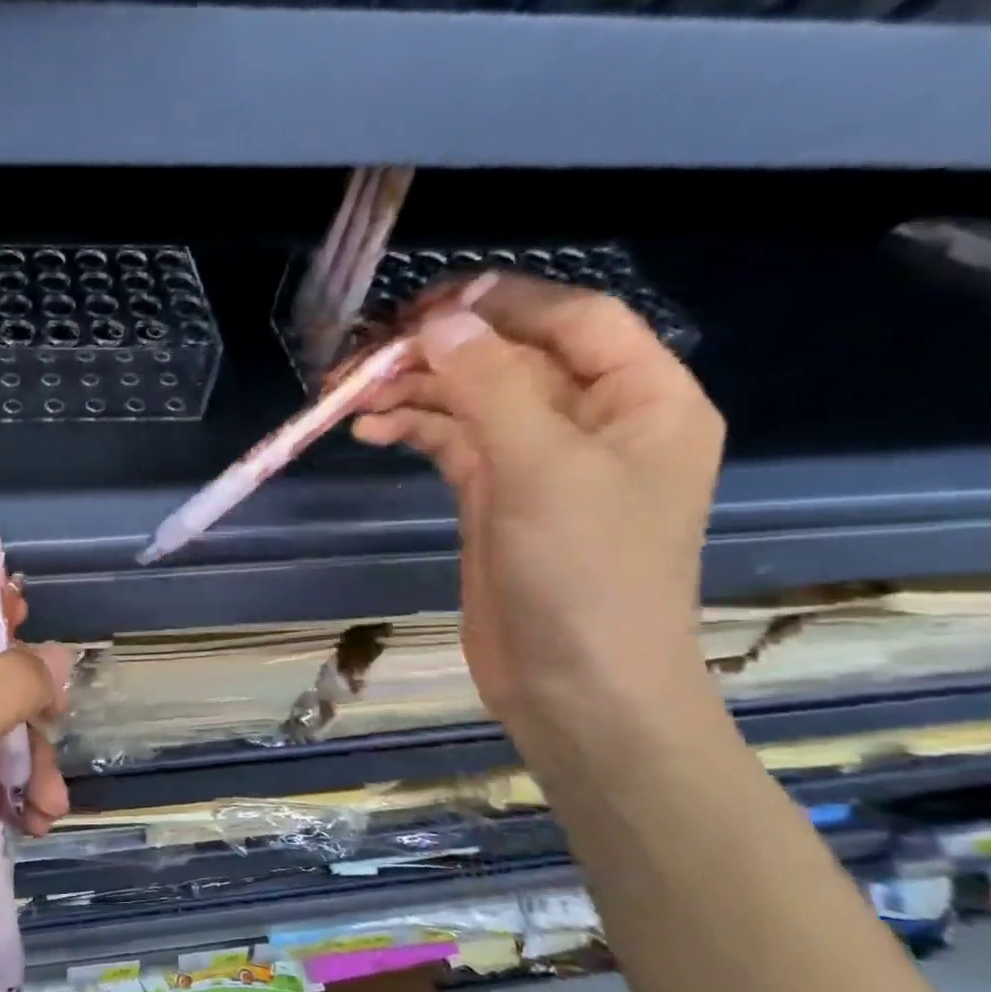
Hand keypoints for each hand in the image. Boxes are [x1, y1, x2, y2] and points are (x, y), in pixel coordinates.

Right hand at [351, 275, 724, 752]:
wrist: (577, 688)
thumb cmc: (583, 574)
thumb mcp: (542, 468)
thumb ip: (491, 385)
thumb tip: (440, 321)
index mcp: (642, 399)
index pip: (574, 320)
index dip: (502, 303)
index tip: (424, 305)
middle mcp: (594, 421)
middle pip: (510, 360)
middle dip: (438, 354)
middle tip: (364, 356)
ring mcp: (541, 463)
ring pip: (472, 402)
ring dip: (414, 394)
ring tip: (348, 398)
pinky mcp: (497, 499)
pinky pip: (453, 445)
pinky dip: (414, 432)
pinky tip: (370, 432)